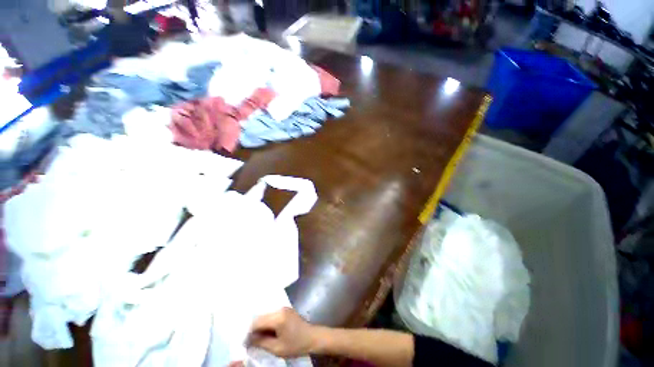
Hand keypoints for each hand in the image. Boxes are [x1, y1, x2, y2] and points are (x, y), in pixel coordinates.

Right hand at [247, 307, 317, 357]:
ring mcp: (283, 308)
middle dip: (254, 329)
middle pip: (261, 317)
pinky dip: (267, 324)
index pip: (257, 322)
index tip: (245, 343)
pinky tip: (267, 333)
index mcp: (278, 317)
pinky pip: (272, 315)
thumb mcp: (277, 348)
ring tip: (258, 339)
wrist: (312, 337)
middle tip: (250, 342)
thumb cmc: (296, 344)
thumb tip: (248, 339)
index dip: (249, 332)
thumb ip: (261, 342)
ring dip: (261, 326)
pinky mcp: (286, 310)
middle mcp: (280, 309)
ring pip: (266, 316)